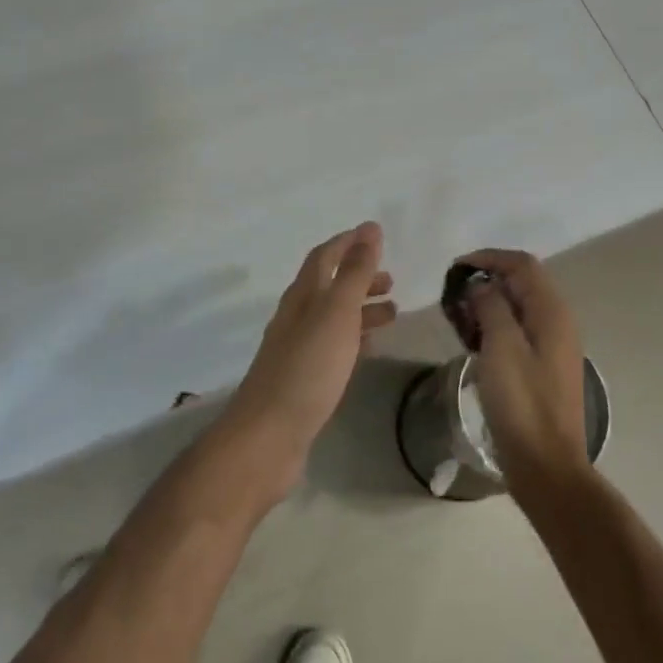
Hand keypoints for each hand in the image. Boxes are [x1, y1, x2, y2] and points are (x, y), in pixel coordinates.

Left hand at [222, 223, 395, 500]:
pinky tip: (369, 348)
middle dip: (359, 278)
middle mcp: (296, 317)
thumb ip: (355, 272)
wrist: (269, 434)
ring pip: (333, 318)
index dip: (348, 243)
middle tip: (392, 281)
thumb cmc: (307, 368)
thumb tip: (370, 229)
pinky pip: (332, 347)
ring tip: (393, 313)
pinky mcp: (303, 378)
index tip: (375, 235)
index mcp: (302, 296)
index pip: (324, 257)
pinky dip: (354, 339)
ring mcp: (297, 349)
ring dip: (361, 309)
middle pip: (329, 287)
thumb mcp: (337, 313)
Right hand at [459, 248, 588, 491]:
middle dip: (486, 280)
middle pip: (522, 283)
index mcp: (552, 313)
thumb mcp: (501, 348)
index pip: (522, 264)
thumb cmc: (522, 404)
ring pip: (518, 307)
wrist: (546, 465)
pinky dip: (494, 326)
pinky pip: (518, 331)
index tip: (455, 269)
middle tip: (453, 296)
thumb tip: (482, 285)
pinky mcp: (543, 367)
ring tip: (457, 317)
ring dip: (488, 304)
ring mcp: (553, 346)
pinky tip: (472, 341)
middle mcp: (558, 322)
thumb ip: (492, 307)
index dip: (489, 258)